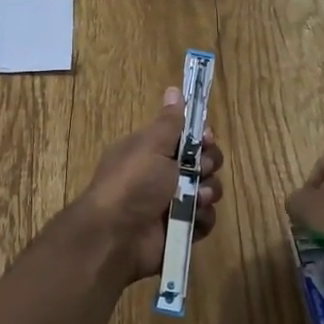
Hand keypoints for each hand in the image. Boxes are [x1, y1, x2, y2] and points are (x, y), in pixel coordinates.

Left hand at [75, 87, 224, 281]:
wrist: (116, 234)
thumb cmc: (133, 182)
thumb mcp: (151, 145)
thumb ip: (169, 121)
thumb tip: (174, 89)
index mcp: (152, 151)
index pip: (186, 138)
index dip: (201, 138)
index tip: (206, 138)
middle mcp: (162, 175)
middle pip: (202, 163)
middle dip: (208, 164)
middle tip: (199, 169)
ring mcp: (172, 204)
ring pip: (207, 191)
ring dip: (207, 191)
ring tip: (195, 198)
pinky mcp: (180, 230)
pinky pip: (204, 219)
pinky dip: (203, 218)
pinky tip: (193, 218)